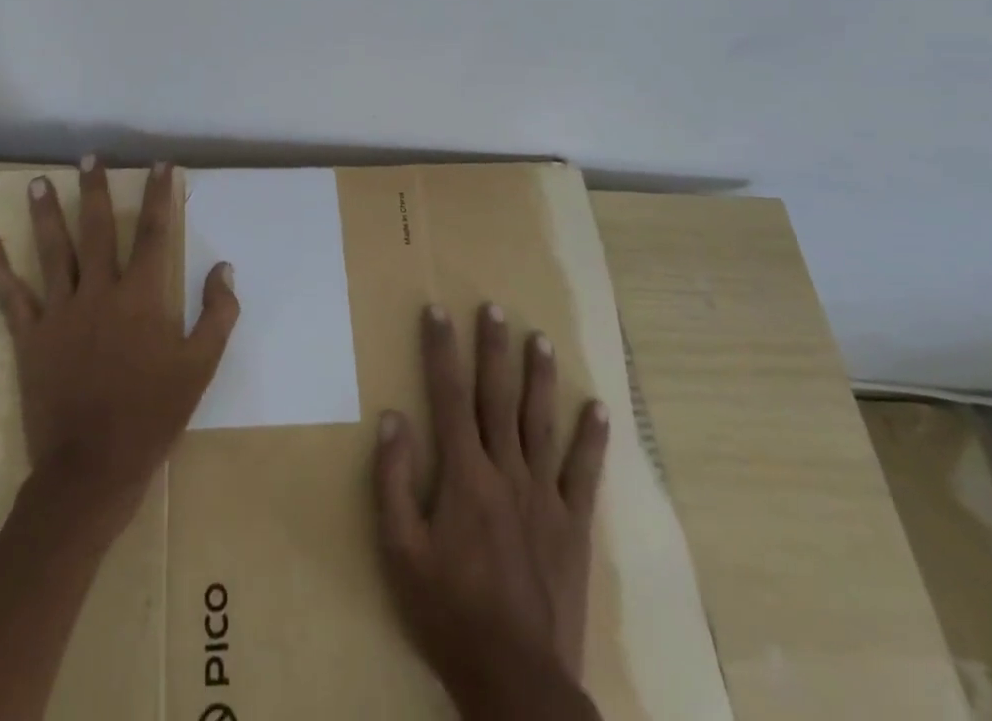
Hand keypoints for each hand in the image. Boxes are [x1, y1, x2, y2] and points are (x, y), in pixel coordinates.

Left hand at [0, 158, 239, 527]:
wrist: (92, 469)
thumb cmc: (152, 416)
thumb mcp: (199, 368)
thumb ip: (217, 315)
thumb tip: (224, 268)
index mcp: (142, 297)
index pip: (154, 233)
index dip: (161, 196)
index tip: (161, 166)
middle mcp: (100, 292)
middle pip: (97, 229)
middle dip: (95, 190)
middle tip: (89, 158)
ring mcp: (60, 313)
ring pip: (53, 252)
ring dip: (46, 214)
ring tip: (39, 181)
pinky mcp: (31, 337)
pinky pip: (11, 297)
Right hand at [375, 302, 608, 715]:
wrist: (517, 683)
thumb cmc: (449, 614)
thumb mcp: (400, 551)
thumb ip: (393, 481)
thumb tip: (393, 418)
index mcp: (463, 475)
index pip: (447, 395)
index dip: (440, 350)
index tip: (436, 311)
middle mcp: (506, 471)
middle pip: (497, 397)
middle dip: (493, 349)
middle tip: (494, 308)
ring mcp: (545, 497)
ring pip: (541, 423)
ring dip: (540, 378)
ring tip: (541, 339)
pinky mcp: (573, 526)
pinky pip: (584, 474)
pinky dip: (592, 439)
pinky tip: (598, 409)